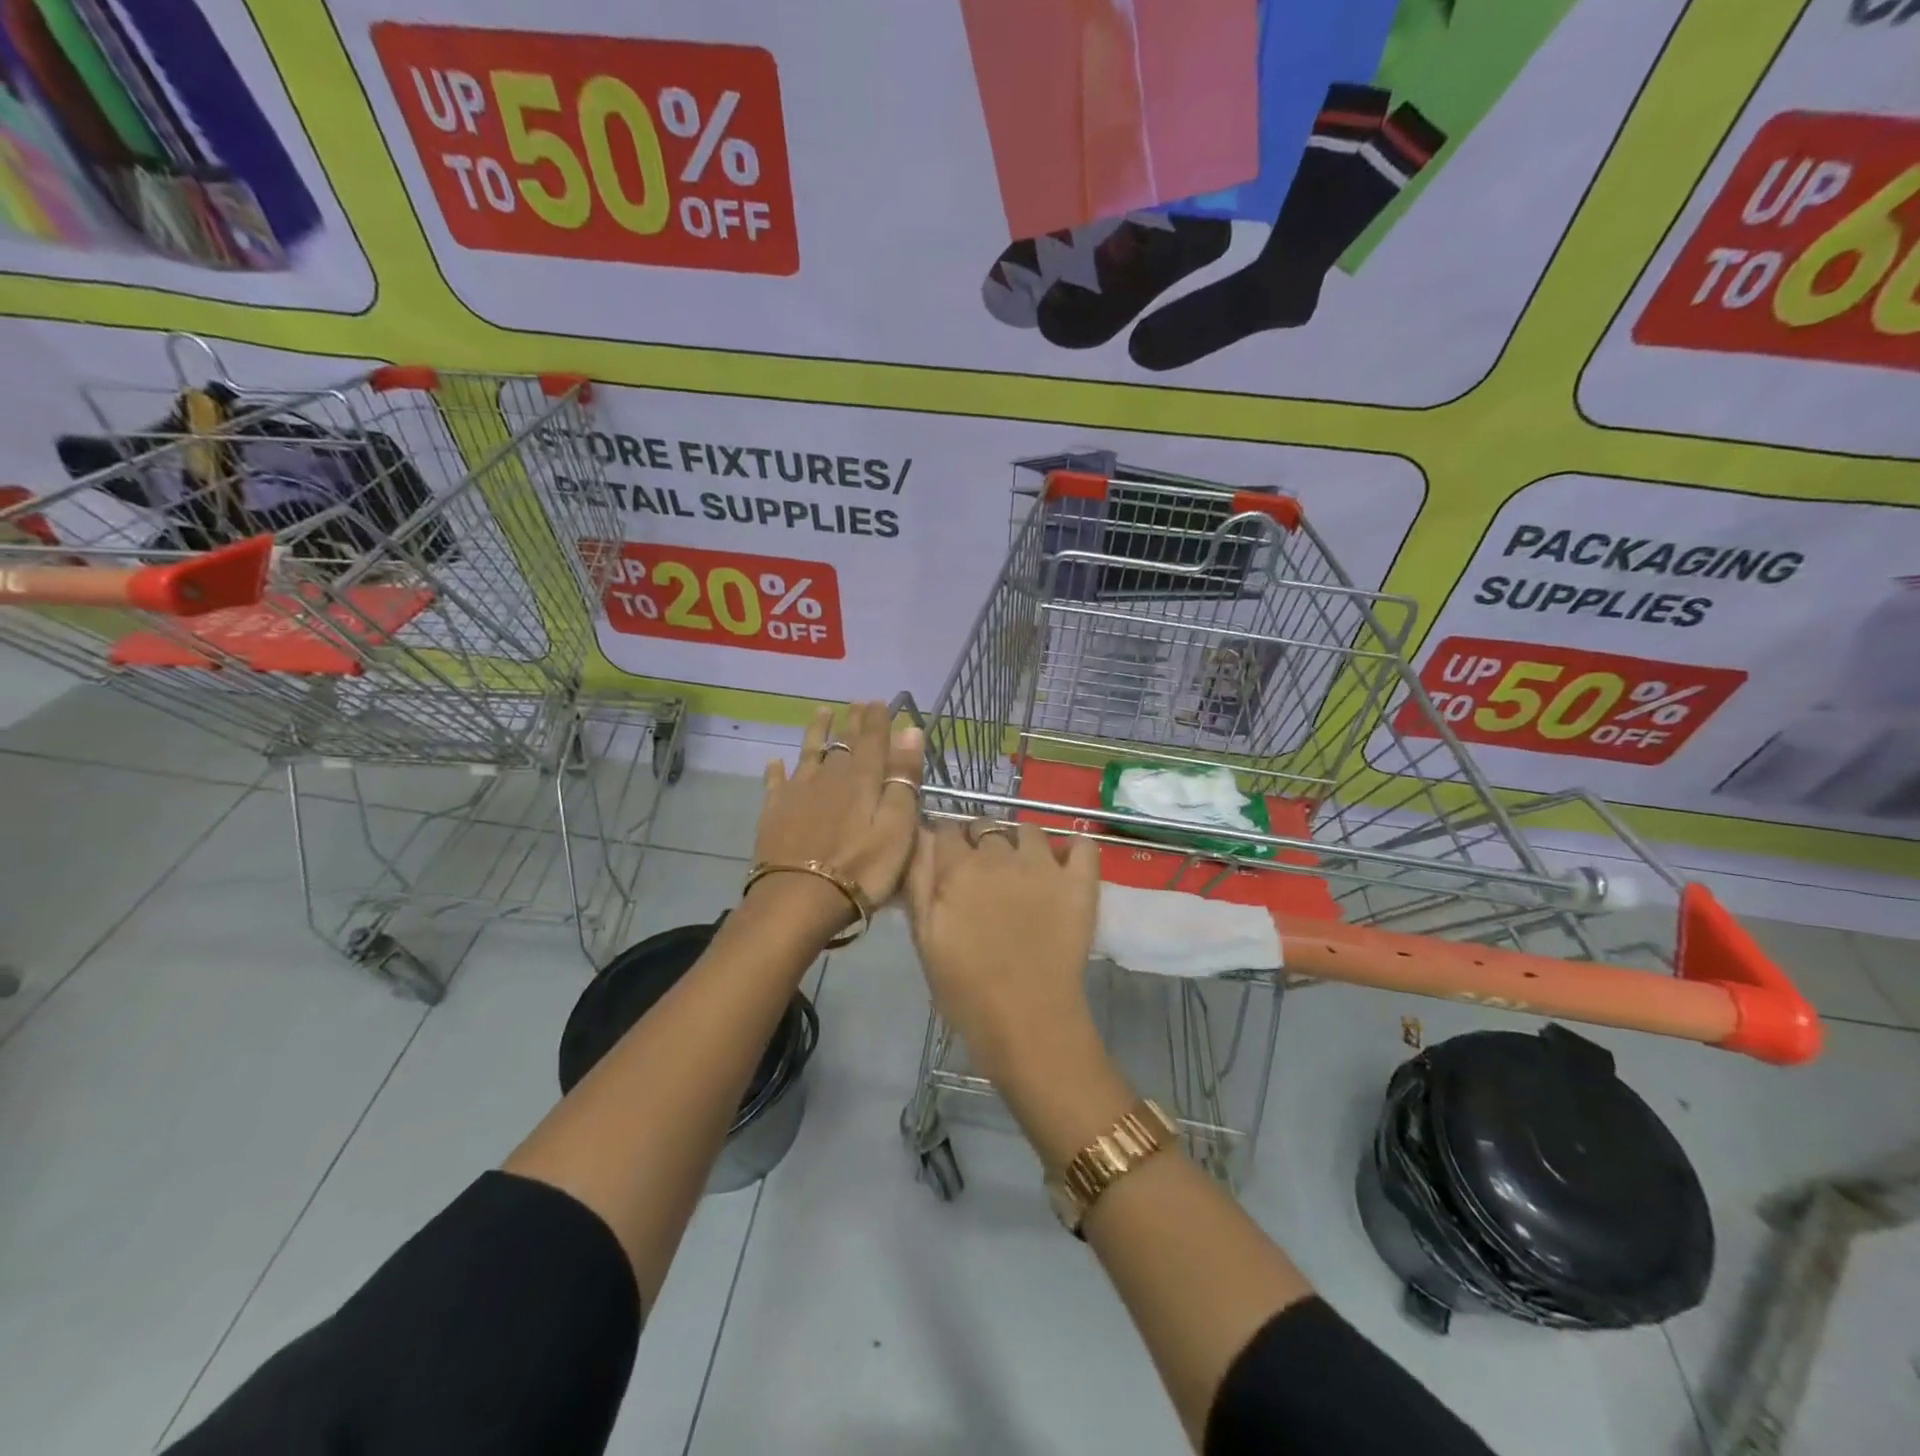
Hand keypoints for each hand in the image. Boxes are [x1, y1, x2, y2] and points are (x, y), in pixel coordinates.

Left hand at [749, 702, 923, 936]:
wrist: (798, 899)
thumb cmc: (861, 869)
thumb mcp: (897, 827)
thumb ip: (904, 778)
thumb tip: (910, 729)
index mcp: (863, 780)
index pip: (873, 741)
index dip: (877, 720)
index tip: (879, 701)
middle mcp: (830, 777)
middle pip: (843, 743)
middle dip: (852, 722)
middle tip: (856, 703)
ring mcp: (798, 793)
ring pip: (809, 753)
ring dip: (816, 732)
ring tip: (821, 712)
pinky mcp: (774, 813)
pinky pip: (776, 783)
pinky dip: (777, 770)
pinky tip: (775, 762)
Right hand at [905, 818, 1101, 1086]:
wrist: (1026, 1021)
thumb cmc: (965, 988)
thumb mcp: (924, 937)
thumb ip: (918, 883)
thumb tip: (918, 839)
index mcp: (958, 868)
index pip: (947, 829)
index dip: (944, 840)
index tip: (946, 859)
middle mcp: (1000, 855)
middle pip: (986, 826)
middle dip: (979, 841)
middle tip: (981, 872)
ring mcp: (1044, 866)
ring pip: (1029, 831)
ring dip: (1020, 843)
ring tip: (1021, 870)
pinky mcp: (1078, 883)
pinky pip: (1082, 845)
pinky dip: (1074, 847)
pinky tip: (1065, 862)